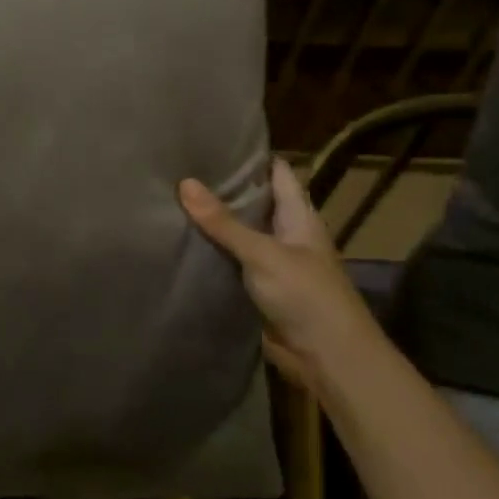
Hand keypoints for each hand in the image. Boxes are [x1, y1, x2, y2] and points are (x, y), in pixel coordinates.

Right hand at [178, 159, 378, 382]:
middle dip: (224, 190)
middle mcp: (286, 236)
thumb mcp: (263, 253)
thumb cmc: (306, 295)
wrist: (326, 357)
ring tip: (172, 201)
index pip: (278, 174)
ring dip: (214, 226)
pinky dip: (210, 258)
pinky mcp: (256, 292)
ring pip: (239, 237)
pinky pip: (230, 267)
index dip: (254, 157)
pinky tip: (180, 247)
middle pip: (255, 205)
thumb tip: (185, 183)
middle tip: (181, 169)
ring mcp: (271, 265)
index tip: (216, 142)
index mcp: (299, 217)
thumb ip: (224, 223)